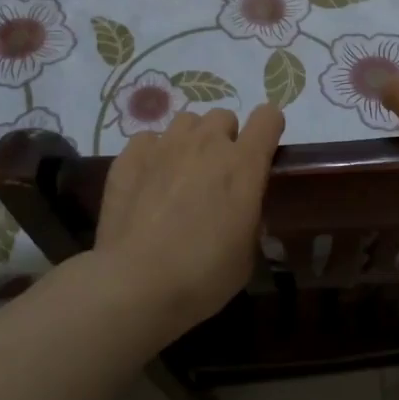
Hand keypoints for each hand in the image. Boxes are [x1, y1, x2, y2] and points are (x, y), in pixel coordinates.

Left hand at [94, 103, 284, 335]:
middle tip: (218, 174)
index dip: (269, 129)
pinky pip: (149, 139)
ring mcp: (164, 146)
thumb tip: (241, 211)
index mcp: (244, 164)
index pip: (268, 117)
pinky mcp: (129, 157)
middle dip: (226, 138)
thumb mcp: (246, 253)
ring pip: (186, 122)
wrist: (137, 282)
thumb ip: (249, 218)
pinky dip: (154, 154)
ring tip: (182, 173)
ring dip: (191, 141)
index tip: (264, 150)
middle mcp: (206, 144)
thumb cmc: (203, 275)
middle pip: (224, 117)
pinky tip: (149, 181)